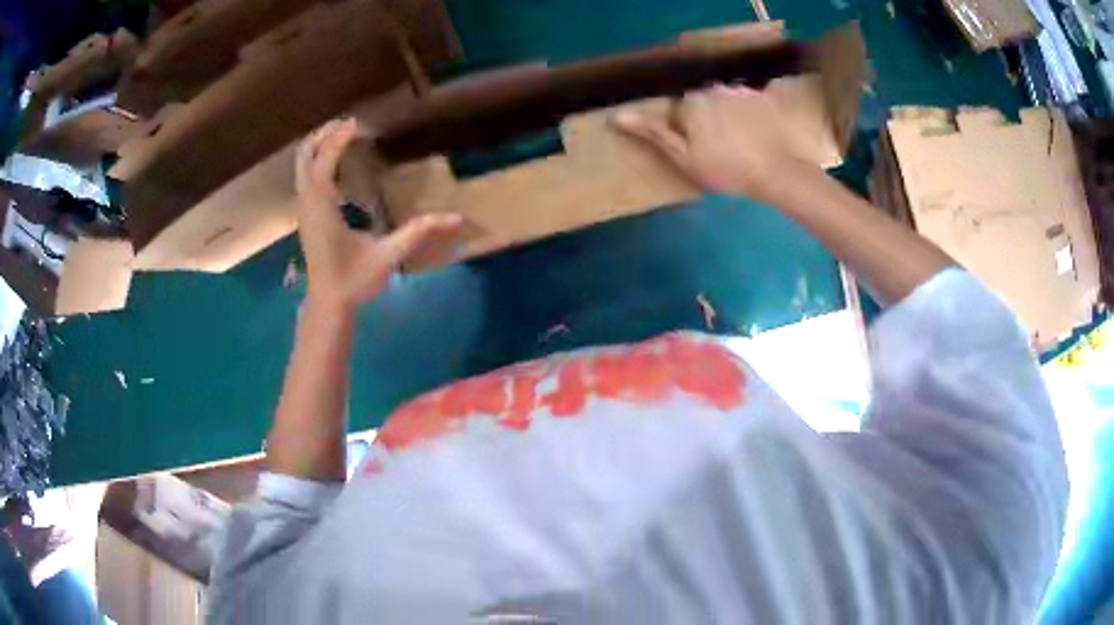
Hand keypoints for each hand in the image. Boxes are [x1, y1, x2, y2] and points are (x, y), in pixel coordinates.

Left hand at [295, 118, 462, 312]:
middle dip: (324, 133)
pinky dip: (317, 159)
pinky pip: (305, 176)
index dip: (339, 138)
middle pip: (305, 155)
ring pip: (301, 165)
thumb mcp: (388, 255)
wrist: (328, 304)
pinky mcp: (306, 214)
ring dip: (319, 144)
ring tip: (343, 133)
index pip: (324, 160)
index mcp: (323, 207)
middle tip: (350, 121)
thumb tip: (456, 217)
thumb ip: (418, 232)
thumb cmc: (353, 281)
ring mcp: (304, 208)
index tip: (359, 123)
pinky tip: (337, 161)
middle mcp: (308, 202)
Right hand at [612, 84, 814, 202]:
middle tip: (721, 149)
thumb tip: (618, 115)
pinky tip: (757, 136)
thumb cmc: (726, 169)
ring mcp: (742, 91)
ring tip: (742, 144)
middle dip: (707, 120)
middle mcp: (714, 87)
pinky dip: (750, 116)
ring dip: (728, 117)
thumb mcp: (683, 158)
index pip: (680, 109)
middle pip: (702, 102)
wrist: (777, 173)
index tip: (700, 152)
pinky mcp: (765, 99)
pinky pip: (749, 102)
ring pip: (725, 101)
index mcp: (692, 100)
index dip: (687, 132)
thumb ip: (653, 133)